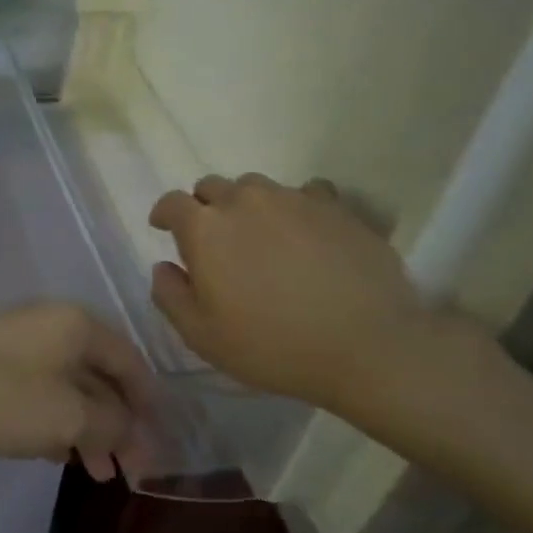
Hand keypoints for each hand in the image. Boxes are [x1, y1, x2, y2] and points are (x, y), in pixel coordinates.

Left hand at [0, 304, 154, 480]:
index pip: (131, 364)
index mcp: (78, 325)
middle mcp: (54, 323)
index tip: (158, 450)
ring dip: (89, 428)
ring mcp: (22, 338)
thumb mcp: (69, 418)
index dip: (149, 408)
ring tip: (97, 473)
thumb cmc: (2, 398)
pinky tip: (60, 454)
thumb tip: (134, 431)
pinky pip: (42, 387)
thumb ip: (113, 425)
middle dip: (119, 425)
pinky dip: (58, 418)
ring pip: (71, 385)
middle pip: (102, 376)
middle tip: (128, 472)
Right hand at [148, 174, 473, 428]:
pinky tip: (305, 234)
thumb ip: (170, 296)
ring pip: (257, 187)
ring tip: (260, 235)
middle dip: (205, 207)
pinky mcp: (336, 207)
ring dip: (248, 205)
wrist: (368, 346)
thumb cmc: (273, 345)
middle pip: (212, 187)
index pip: (172, 202)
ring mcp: (293, 199)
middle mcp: (244, 201)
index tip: (163, 228)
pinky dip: (295, 208)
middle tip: (214, 239)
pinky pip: (305, 193)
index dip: (164, 214)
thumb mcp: (202, 336)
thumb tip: (164, 267)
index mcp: (205, 228)